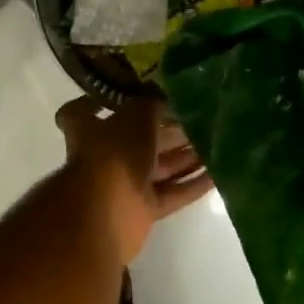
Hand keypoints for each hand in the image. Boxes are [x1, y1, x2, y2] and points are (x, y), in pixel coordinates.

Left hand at [57, 97, 213, 261]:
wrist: (108, 211)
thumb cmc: (115, 152)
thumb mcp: (136, 115)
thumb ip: (152, 104)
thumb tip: (165, 98)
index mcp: (90, 130)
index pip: (84, 111)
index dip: (101, 100)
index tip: (127, 92)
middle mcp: (105, 156)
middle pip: (137, 140)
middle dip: (167, 131)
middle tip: (199, 118)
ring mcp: (124, 185)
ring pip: (158, 168)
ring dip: (185, 157)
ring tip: (216, 143)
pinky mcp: (143, 210)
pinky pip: (171, 194)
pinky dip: (192, 185)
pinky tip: (218, 174)